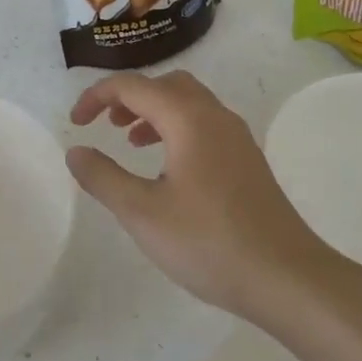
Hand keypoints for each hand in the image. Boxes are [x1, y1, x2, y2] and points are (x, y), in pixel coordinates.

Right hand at [65, 71, 331, 321]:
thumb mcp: (142, 213)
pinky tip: (168, 169)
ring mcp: (237, 137)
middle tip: (105, 124)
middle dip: (130, 97)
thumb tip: (76, 151)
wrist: (285, 276)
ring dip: (154, 112)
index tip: (76, 123)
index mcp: (188, 119)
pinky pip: (205, 124)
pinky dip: (177, 129)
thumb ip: (103, 177)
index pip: (134, 86)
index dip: (97, 96)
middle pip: (166, 84)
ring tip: (130, 142)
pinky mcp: (247, 159)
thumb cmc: (208, 242)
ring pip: (189, 103)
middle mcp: (215, 116)